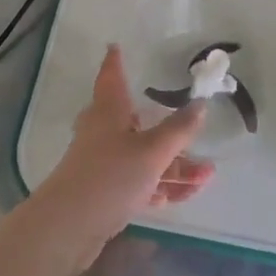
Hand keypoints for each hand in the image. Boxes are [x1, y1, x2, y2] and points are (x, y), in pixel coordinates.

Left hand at [32, 45, 214, 252]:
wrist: (68, 228)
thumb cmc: (110, 176)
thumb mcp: (152, 151)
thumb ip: (179, 129)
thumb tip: (200, 104)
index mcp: (109, 111)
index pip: (111, 76)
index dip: (115, 62)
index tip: (115, 47)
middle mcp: (104, 132)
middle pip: (137, 121)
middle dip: (168, 127)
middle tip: (193, 126)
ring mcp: (104, 163)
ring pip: (144, 155)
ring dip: (175, 164)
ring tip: (208, 174)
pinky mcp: (106, 193)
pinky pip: (140, 181)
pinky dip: (162, 184)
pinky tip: (187, 193)